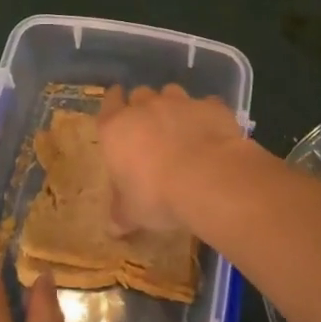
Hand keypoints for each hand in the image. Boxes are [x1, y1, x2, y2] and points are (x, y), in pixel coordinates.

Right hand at [96, 83, 251, 233]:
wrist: (206, 177)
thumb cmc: (156, 195)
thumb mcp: (133, 213)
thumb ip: (122, 214)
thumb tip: (112, 228)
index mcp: (116, 129)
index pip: (108, 104)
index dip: (113, 102)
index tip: (116, 102)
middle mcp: (145, 108)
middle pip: (140, 95)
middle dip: (143, 106)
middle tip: (149, 126)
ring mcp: (179, 103)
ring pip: (171, 92)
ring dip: (173, 106)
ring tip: (180, 126)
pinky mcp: (210, 106)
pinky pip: (206, 105)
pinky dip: (206, 115)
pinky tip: (211, 132)